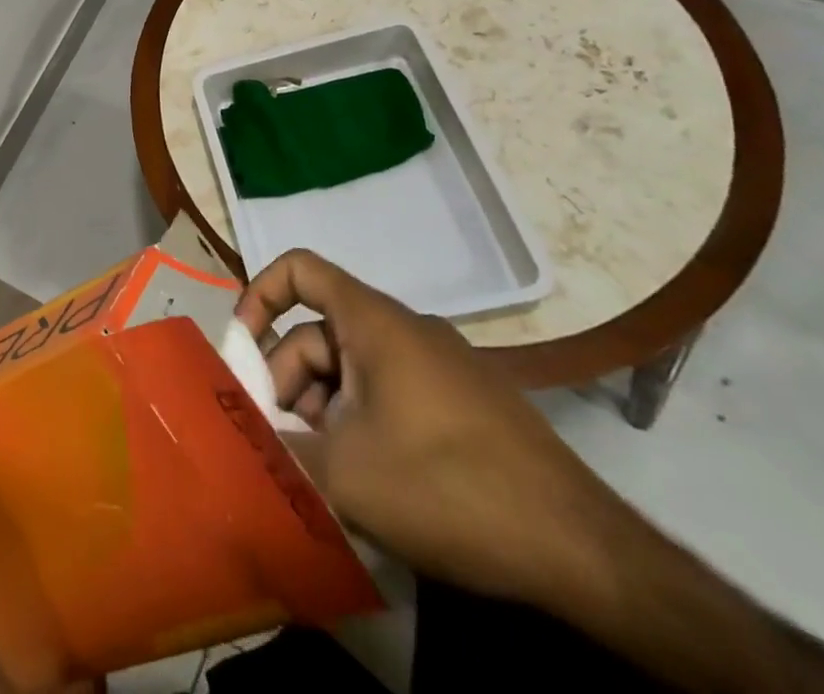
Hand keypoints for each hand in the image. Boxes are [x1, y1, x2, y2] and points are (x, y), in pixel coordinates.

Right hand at [236, 250, 622, 612]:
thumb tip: (240, 439)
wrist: (583, 553)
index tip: (242, 353)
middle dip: (288, 381)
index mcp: (373, 321)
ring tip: (322, 473)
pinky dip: (362, 424)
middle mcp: (405, 329)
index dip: (258, 296)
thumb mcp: (343, 473)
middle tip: (278, 441)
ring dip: (324, 410)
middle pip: (320, 332)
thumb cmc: (447, 487)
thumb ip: (278, 448)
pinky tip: (366, 482)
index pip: (298, 269)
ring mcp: (440, 367)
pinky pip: (390, 394)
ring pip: (354, 369)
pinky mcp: (465, 405)